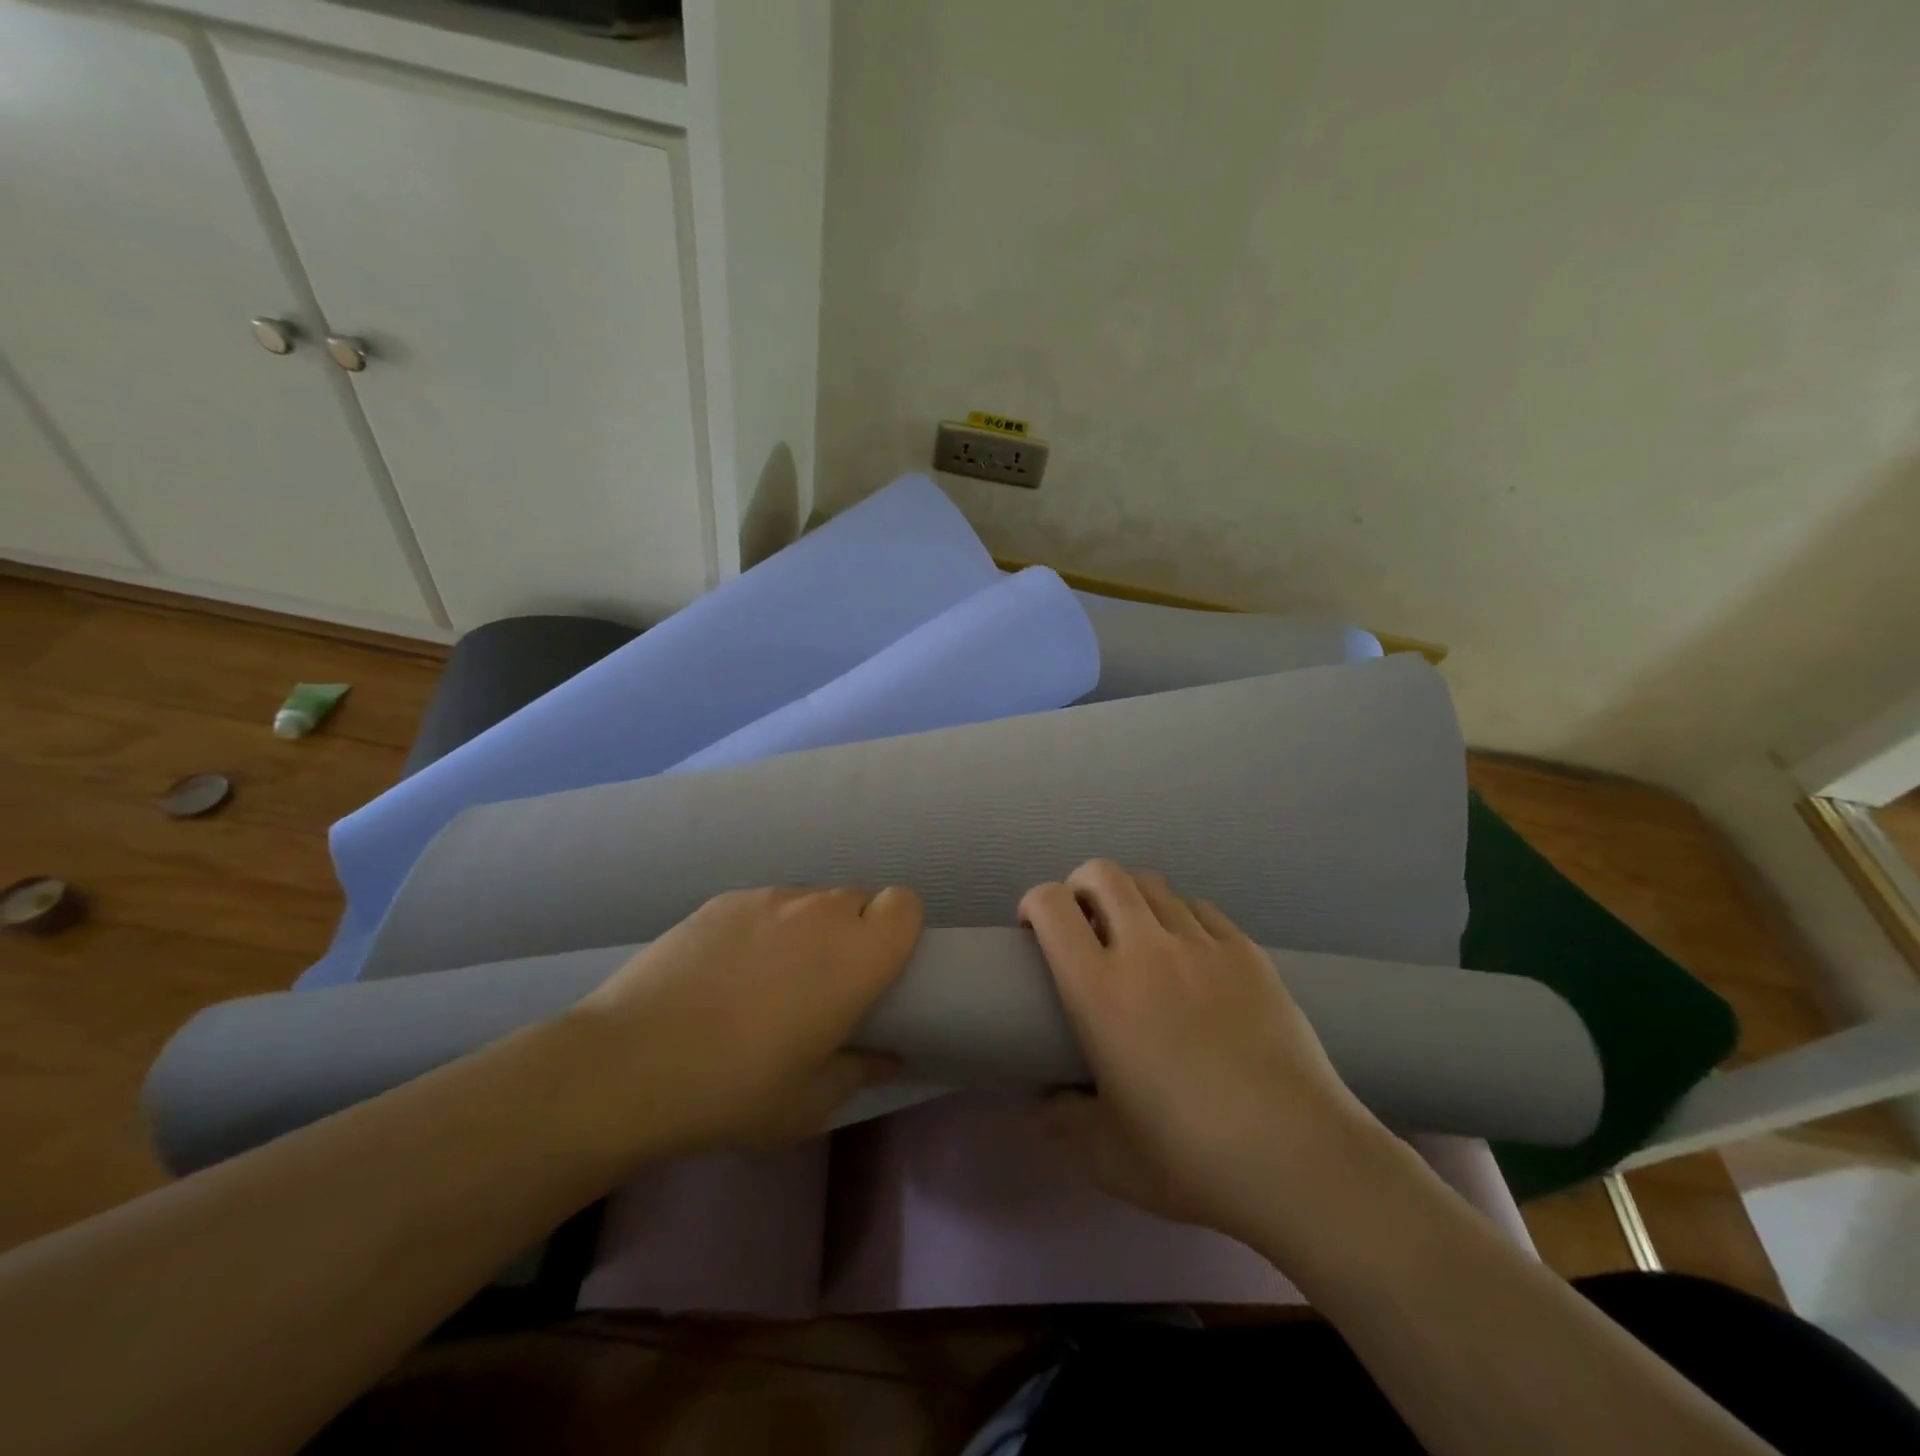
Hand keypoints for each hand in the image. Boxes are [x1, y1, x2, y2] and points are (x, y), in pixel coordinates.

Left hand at [568, 885, 921, 1158]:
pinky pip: (764, 905)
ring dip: (807, 931)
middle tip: (824, 984)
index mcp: (856, 956)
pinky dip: (762, 929)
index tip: (878, 969)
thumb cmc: (735, 1090)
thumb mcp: (809, 1103)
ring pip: (809, 901)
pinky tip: (724, 973)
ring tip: (768, 980)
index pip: (905, 903)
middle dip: (853, 934)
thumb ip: (860, 1071)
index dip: (899, 929)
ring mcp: (767, 899)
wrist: (628, 1065)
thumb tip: (886, 1056)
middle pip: (858, 900)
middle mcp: (819, 912)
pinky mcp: (722, 900)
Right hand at [1020, 861, 1386, 1246]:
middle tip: (1083, 923)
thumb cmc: (1190, 1158)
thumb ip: (1064, 1121)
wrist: (1299, 1159)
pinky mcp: (1248, 953)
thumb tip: (1044, 1105)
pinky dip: (1181, 919)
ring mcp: (1202, 946)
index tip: (1033, 928)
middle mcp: (1146, 950)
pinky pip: (1202, 910)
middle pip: (1103, 874)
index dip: (1034, 902)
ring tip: (1137, 937)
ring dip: (1131, 900)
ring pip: (1153, 885)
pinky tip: (1190, 956)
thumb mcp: (1107, 1155)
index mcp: (1099, 991)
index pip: (1052, 906)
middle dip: (1080, 885)